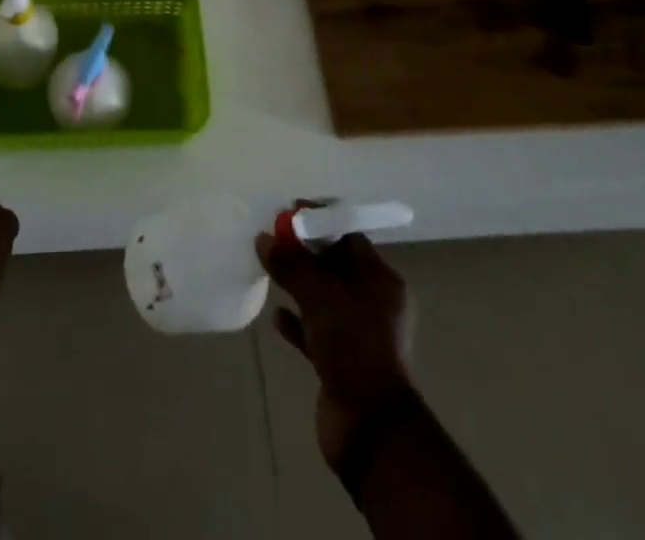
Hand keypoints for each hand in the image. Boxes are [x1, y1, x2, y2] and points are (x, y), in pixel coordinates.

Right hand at [256, 229, 415, 468]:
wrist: (370, 429)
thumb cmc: (353, 347)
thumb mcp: (320, 297)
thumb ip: (291, 264)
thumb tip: (264, 238)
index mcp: (381, 281)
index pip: (348, 235)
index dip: (318, 222)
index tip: (287, 214)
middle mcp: (373, 303)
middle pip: (334, 266)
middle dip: (303, 253)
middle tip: (271, 241)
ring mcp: (358, 335)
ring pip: (323, 298)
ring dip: (297, 285)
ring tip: (268, 271)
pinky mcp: (341, 362)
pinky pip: (315, 331)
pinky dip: (296, 322)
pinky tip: (276, 317)